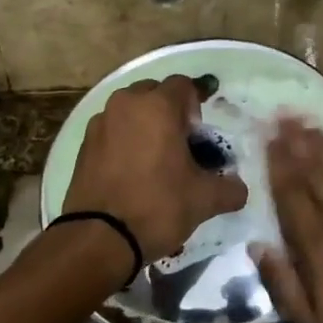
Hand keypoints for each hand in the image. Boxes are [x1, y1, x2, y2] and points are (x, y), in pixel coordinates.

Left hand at [63, 75, 248, 262]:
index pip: (183, 85)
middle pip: (154, 93)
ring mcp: (100, 122)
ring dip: (144, 125)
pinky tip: (131, 172)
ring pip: (129, 111)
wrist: (99, 238)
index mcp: (157, 106)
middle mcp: (125, 104)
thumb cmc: (157, 206)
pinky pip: (111, 131)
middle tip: (179, 145)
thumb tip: (238, 188)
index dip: (196, 105)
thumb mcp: (204, 199)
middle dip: (169, 112)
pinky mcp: (84, 144)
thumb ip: (230, 188)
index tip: (198, 136)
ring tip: (154, 160)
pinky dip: (123, 141)